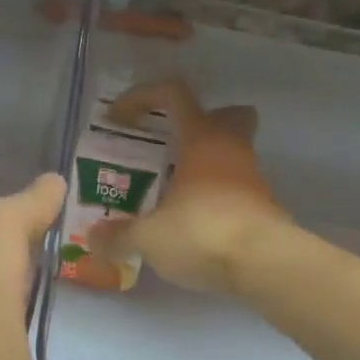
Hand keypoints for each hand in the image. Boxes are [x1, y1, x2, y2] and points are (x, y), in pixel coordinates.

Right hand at [89, 79, 288, 294]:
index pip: (174, 94)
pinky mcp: (264, 209)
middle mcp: (232, 150)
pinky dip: (217, 198)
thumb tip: (94, 240)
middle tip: (170, 146)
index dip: (142, 97)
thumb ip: (119, 236)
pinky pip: (237, 190)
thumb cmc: (203, 233)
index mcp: (202, 140)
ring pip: (232, 154)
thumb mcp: (149, 237)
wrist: (264, 265)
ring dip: (206, 166)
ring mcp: (253, 178)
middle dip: (199, 123)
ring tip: (173, 194)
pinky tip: (195, 225)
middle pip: (226, 115)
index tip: (118, 119)